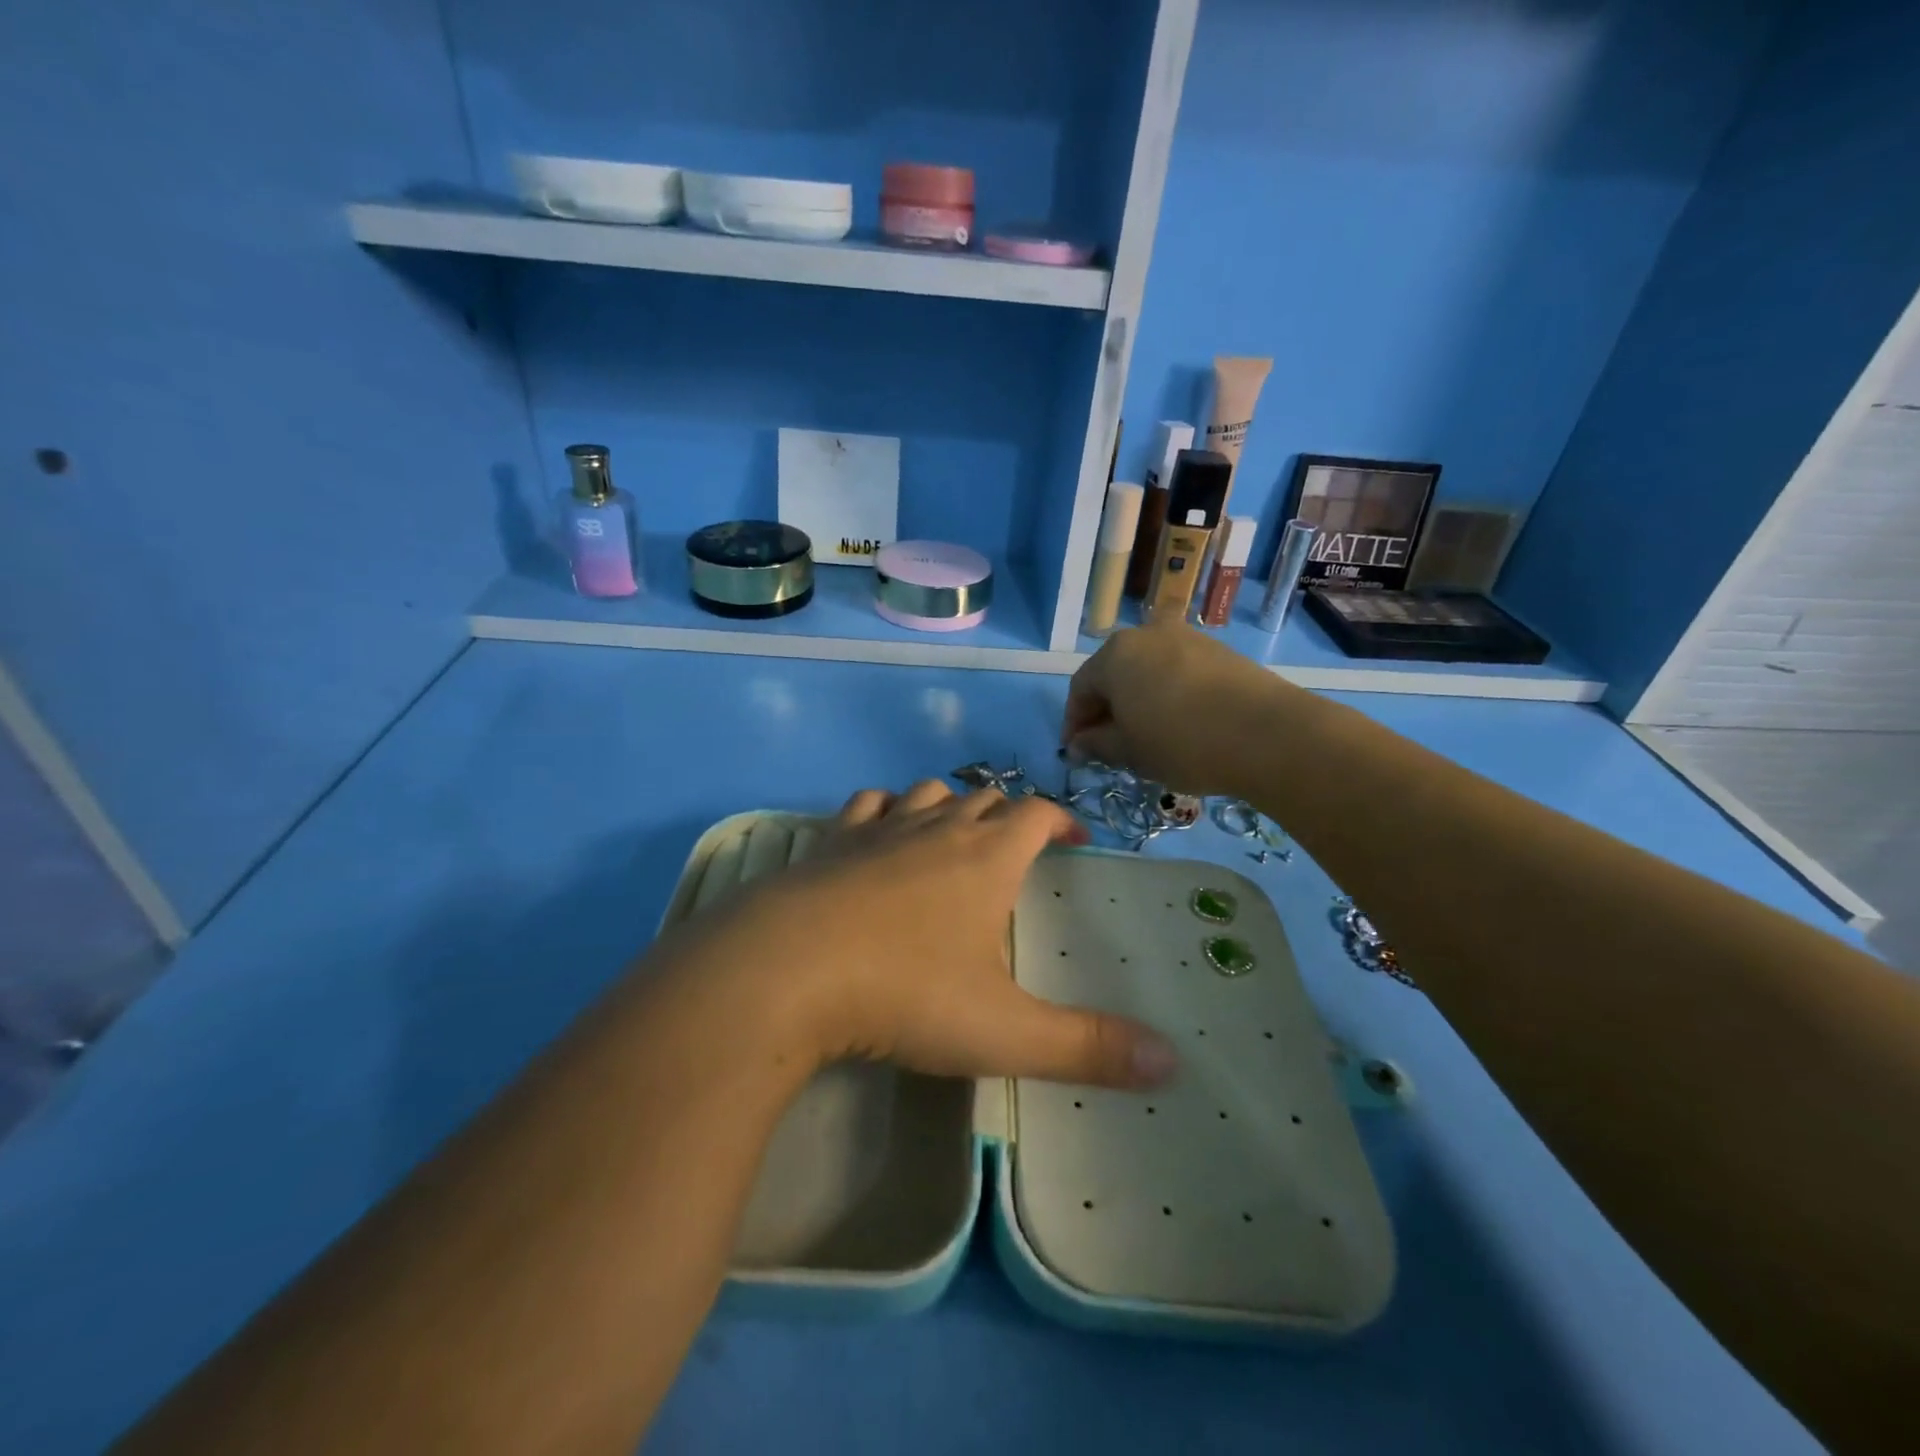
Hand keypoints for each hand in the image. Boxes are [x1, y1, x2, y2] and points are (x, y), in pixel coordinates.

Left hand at [680, 779, 1176, 1090]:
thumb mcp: (1004, 1031)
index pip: (1037, 814)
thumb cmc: (904, 994)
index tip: (1075, 841)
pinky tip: (878, 833)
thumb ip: (1088, 1048)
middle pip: (984, 799)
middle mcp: (936, 830)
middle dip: (1008, 815)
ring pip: (926, 795)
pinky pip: (866, 806)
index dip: (1061, 820)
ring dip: (949, 807)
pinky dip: (884, 810)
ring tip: (955, 834)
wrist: (783, 973)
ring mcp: (877, 830)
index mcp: (986, 858)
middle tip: (1018, 846)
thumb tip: (1173, 1065)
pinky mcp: (828, 843)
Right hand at [1063, 621, 1296, 796]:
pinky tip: (1179, 724)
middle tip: (1108, 746)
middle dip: (1106, 710)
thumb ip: (1096, 744)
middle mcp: (1147, 634)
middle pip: (1114, 674)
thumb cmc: (1181, 743)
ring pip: (1147, 671)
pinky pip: (1178, 672)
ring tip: (1145, 736)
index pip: (1080, 688)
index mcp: (1115, 654)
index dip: (1074, 723)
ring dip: (1138, 701)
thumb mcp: (1128, 752)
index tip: (1076, 753)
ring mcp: (1187, 637)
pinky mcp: (1219, 651)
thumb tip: (1078, 743)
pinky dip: (1168, 695)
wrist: (1268, 734)